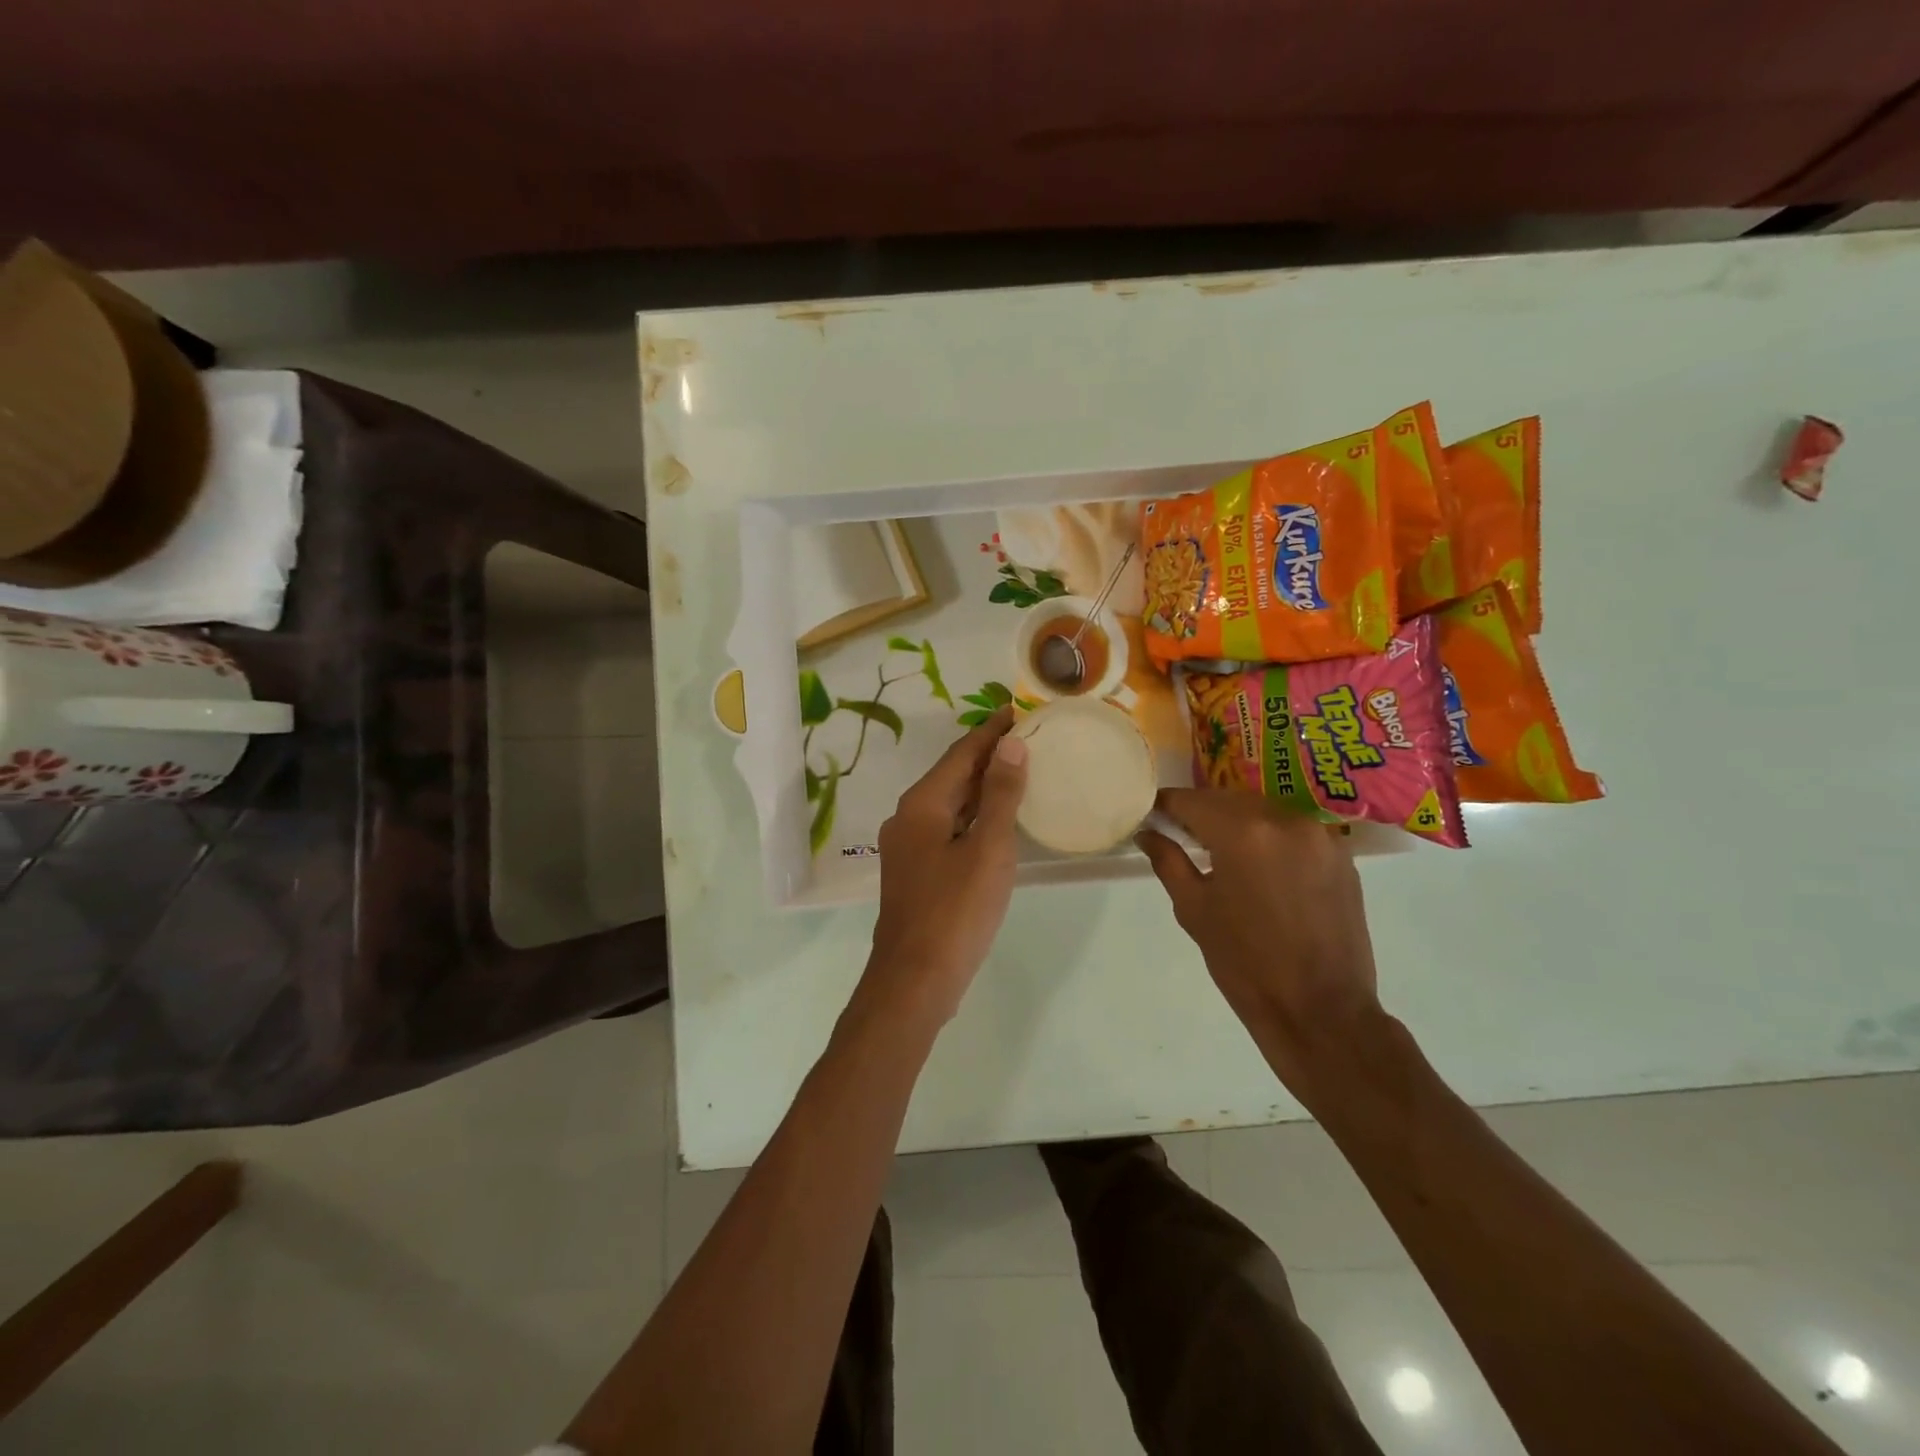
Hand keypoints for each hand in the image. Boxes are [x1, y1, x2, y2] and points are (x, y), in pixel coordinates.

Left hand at [859, 708, 1027, 1027]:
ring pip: (949, 804)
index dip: (991, 731)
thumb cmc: (955, 911)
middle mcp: (907, 818)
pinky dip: (974, 817)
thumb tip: (1011, 745)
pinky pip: (947, 829)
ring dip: (982, 787)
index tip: (1018, 710)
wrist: (915, 980)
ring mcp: (908, 847)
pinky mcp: (915, 872)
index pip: (961, 754)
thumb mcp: (988, 849)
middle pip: (952, 776)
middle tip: (1028, 738)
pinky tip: (997, 822)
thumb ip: (1000, 795)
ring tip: (1019, 772)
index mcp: (921, 805)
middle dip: (988, 756)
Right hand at [1137, 789, 1383, 1092]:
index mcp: (1243, 832)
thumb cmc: (1246, 964)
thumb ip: (1168, 861)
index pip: (1192, 801)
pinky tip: (1260, 867)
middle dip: (1201, 812)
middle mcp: (1284, 820)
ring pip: (1263, 810)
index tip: (1151, 816)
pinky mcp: (1341, 855)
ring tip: (1220, 852)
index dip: (1166, 806)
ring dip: (1237, 822)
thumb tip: (1147, 833)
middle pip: (1229, 800)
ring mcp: (1319, 835)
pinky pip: (1293, 830)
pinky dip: (1269, 837)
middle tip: (1179, 835)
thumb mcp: (1194, 910)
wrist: (1322, 1010)